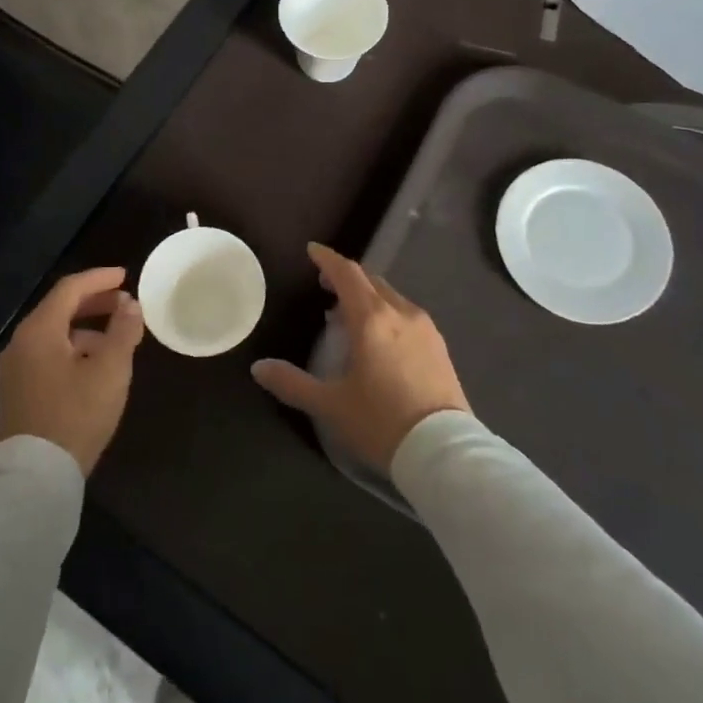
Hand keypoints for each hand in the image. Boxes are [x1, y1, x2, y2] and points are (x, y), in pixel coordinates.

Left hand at [0, 266, 143, 475]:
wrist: (36, 477)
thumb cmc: (76, 415)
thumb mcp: (110, 370)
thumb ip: (123, 331)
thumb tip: (131, 304)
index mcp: (39, 330)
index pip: (70, 289)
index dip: (99, 278)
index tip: (125, 276)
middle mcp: (20, 343)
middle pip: (59, 309)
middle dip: (94, 302)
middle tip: (124, 302)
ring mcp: (15, 369)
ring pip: (54, 334)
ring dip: (85, 328)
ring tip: (116, 337)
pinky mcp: (17, 392)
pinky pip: (47, 354)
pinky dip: (73, 348)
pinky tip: (94, 366)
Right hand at [251, 243, 468, 471]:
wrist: (444, 452)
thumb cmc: (381, 423)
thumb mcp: (331, 405)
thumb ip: (292, 383)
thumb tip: (258, 368)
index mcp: (372, 319)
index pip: (347, 274)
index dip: (327, 259)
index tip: (312, 250)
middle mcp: (401, 313)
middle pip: (370, 281)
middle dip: (346, 278)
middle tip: (325, 285)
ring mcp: (425, 328)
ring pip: (391, 297)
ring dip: (368, 296)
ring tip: (348, 315)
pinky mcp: (440, 347)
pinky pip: (407, 315)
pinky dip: (387, 313)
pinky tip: (380, 337)